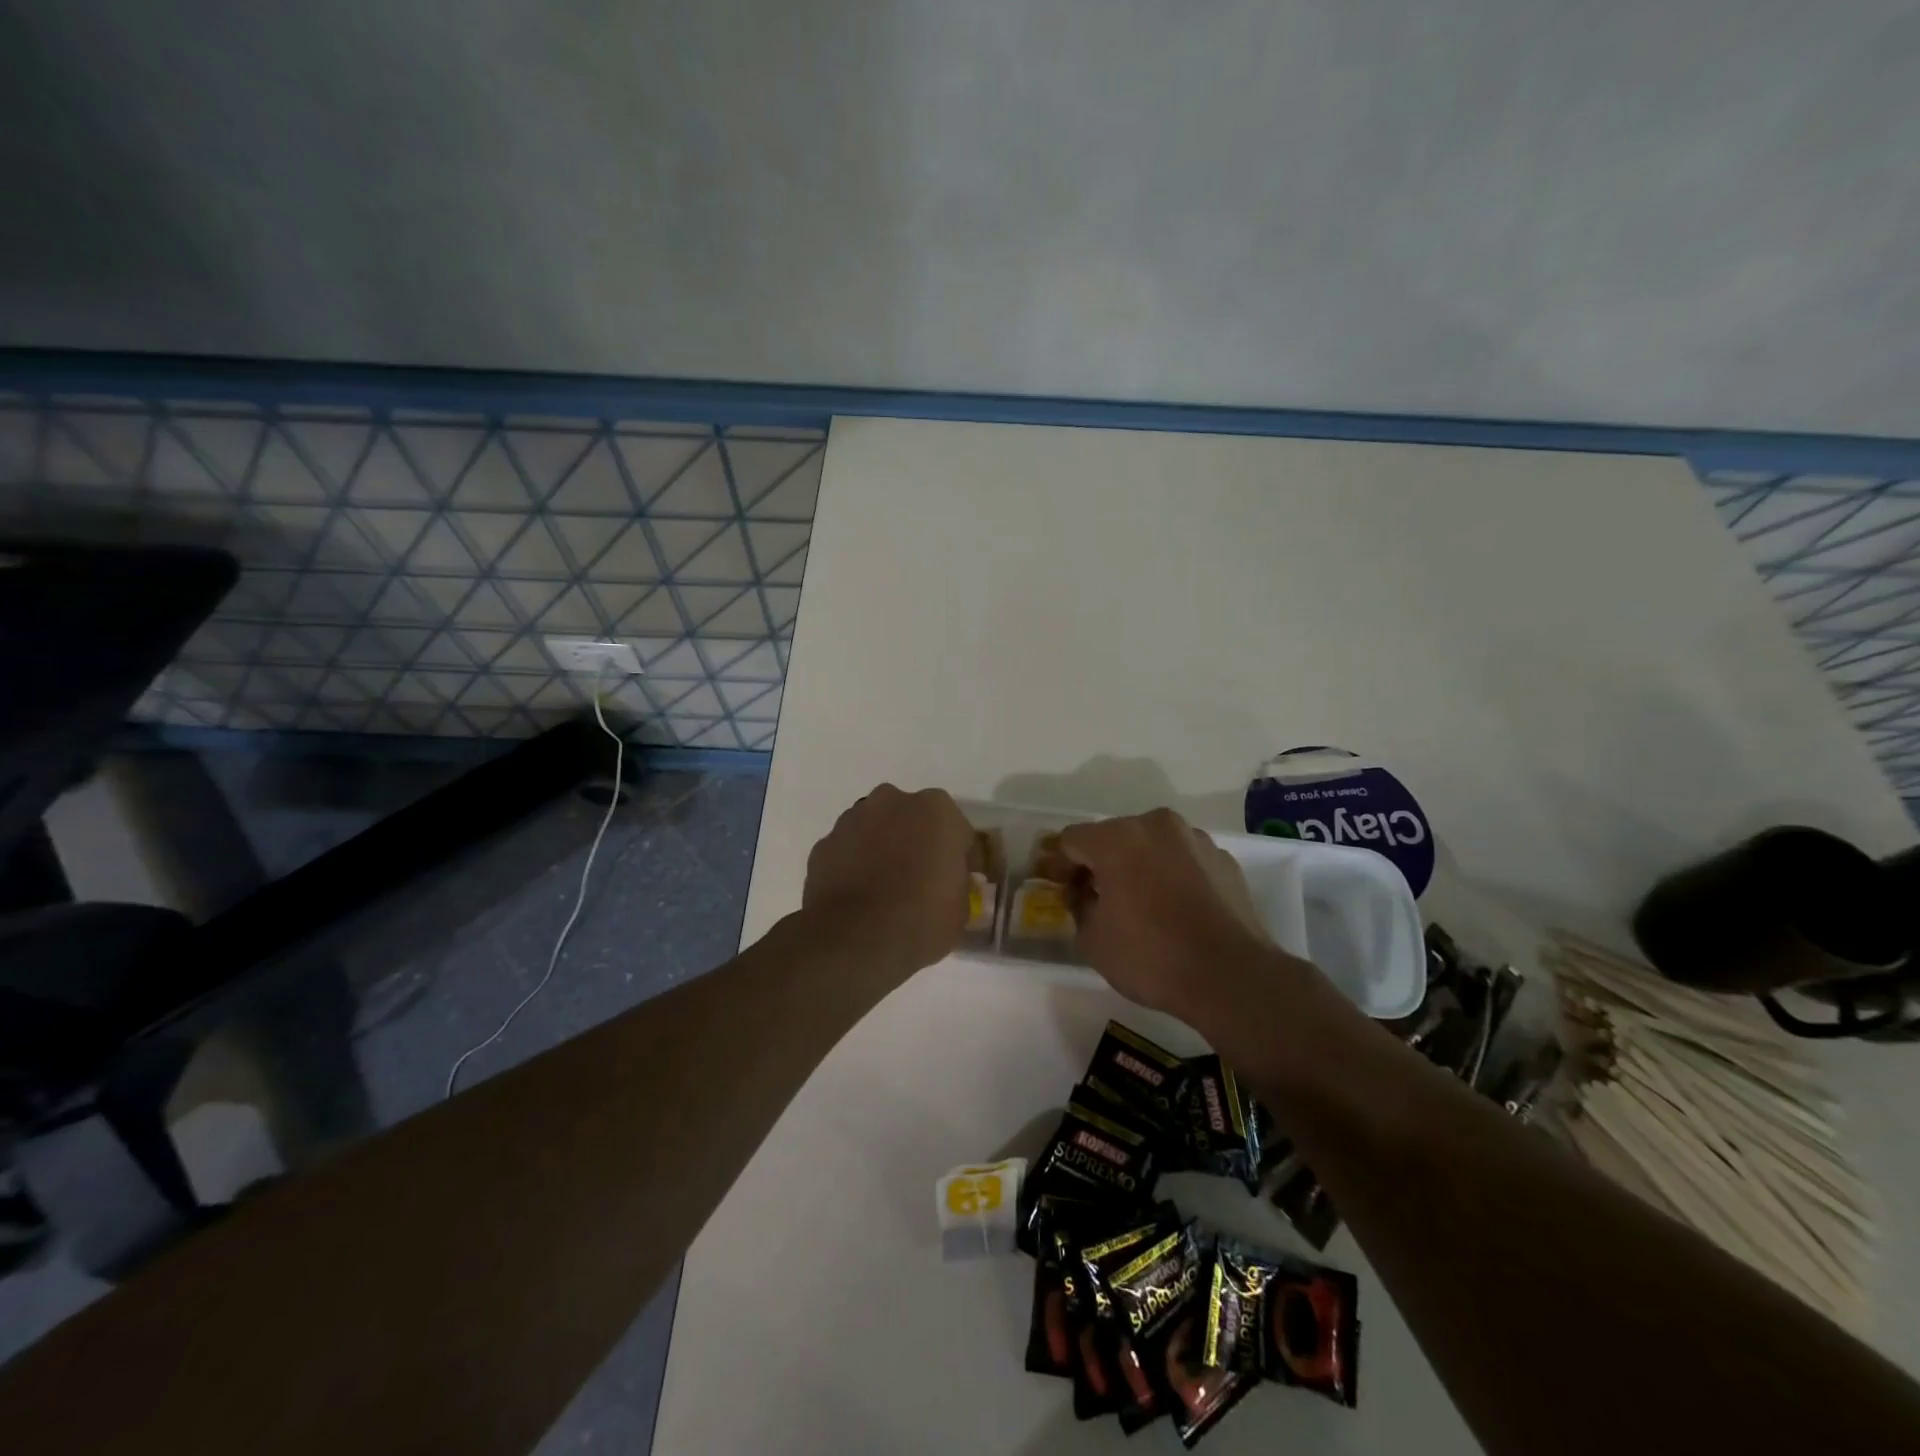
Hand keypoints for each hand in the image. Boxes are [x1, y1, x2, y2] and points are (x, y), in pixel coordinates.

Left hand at [802, 784, 974, 978]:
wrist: (855, 940)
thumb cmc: (922, 918)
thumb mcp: (962, 906)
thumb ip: (957, 882)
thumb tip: (947, 882)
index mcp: (936, 809)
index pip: (957, 830)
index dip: (959, 857)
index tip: (958, 881)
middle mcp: (892, 802)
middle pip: (912, 819)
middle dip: (917, 841)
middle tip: (921, 879)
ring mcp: (852, 819)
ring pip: (876, 829)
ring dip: (883, 849)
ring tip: (886, 889)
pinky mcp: (824, 844)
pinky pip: (848, 850)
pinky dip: (854, 865)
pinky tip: (860, 895)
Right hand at [1056, 809, 1274, 1020]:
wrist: (1231, 976)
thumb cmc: (1151, 956)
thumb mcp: (1092, 940)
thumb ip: (1078, 906)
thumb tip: (1083, 894)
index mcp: (1117, 839)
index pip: (1071, 839)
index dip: (1058, 864)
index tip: (1058, 888)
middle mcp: (1156, 826)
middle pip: (1113, 836)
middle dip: (1099, 863)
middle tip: (1094, 897)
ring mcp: (1195, 840)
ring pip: (1151, 845)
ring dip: (1137, 865)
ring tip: (1139, 904)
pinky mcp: (1224, 860)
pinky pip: (1183, 860)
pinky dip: (1171, 876)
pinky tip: (1174, 909)